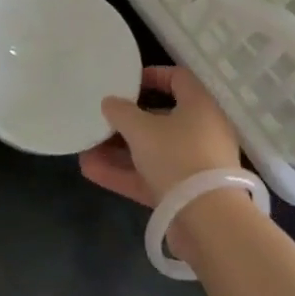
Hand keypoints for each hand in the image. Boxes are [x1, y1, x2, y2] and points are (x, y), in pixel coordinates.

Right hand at [79, 65, 241, 208]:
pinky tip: (91, 171)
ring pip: (152, 151)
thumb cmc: (177, 157)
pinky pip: (151, 176)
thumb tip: (110, 102)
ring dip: (120, 150)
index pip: (179, 78)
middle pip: (161, 118)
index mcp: (200, 106)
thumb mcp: (141, 129)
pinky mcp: (185, 193)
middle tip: (101, 119)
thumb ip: (121, 112)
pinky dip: (124, 173)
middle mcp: (201, 131)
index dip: (153, 76)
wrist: (208, 220)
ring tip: (86, 148)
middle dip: (127, 121)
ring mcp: (194, 164)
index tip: (126, 82)